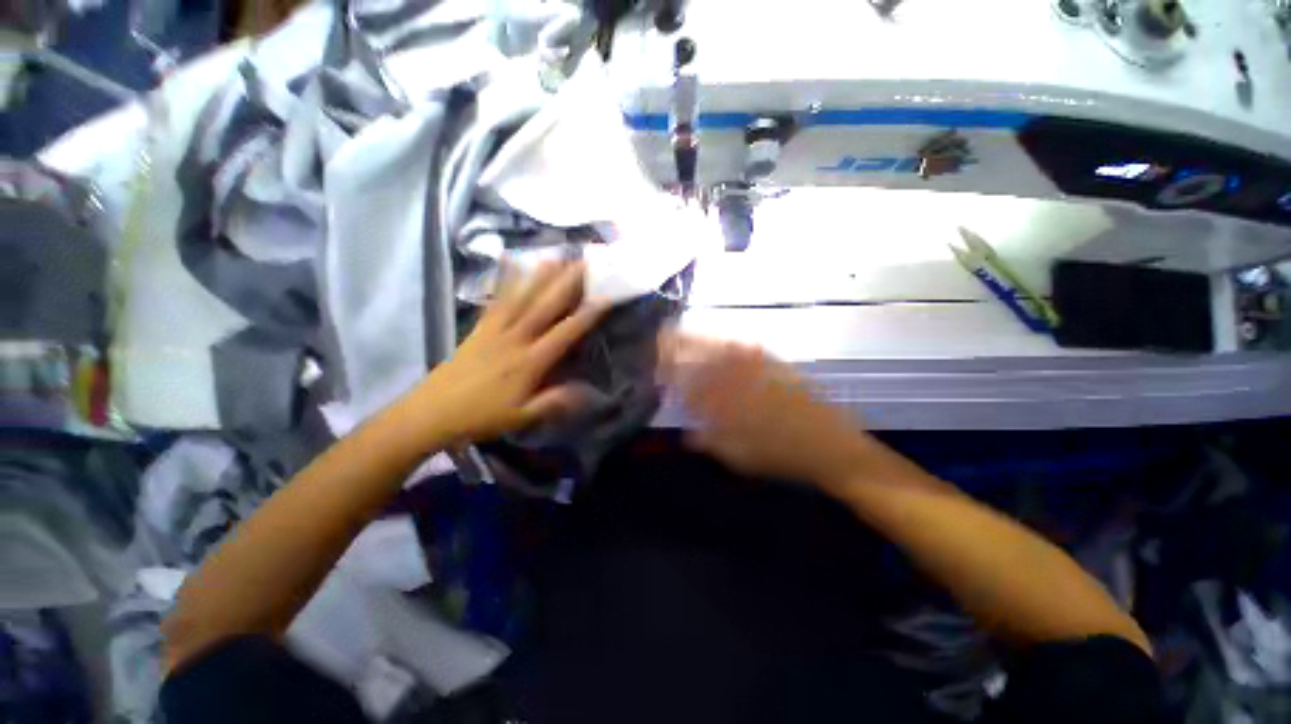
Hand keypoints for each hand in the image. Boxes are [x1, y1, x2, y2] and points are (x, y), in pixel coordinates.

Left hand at [410, 260, 609, 446]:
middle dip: (566, 282)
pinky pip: (495, 299)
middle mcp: (515, 339)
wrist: (433, 411)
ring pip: (522, 297)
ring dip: (540, 275)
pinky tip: (509, 259)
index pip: (564, 333)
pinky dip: (503, 278)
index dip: (586, 315)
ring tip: (556, 256)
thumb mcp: (522, 417)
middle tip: (583, 262)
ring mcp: (495, 329)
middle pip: (544, 306)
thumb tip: (587, 391)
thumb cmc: (482, 416)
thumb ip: (554, 402)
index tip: (605, 296)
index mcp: (529, 361)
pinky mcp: (479, 326)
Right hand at [658, 332, 874, 489]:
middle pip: (702, 357)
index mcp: (726, 402)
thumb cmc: (781, 456)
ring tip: (683, 333)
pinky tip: (725, 343)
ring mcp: (759, 369)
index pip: (689, 382)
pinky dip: (730, 344)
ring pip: (722, 348)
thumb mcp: (740, 458)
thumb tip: (688, 434)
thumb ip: (710, 441)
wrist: (829, 445)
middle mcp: (739, 379)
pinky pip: (747, 349)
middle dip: (678, 345)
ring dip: (700, 339)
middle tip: (662, 338)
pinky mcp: (776, 365)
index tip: (656, 368)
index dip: (670, 373)